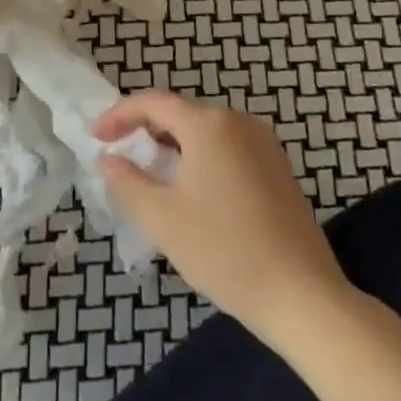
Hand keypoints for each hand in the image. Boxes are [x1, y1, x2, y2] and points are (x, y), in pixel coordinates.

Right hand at [95, 91, 350, 346]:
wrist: (303, 297)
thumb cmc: (224, 251)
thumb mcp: (162, 218)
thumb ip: (127, 182)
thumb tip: (109, 160)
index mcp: (209, 125)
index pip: (153, 103)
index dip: (119, 115)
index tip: (97, 138)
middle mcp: (239, 123)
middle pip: (181, 114)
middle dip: (147, 131)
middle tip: (122, 157)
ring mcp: (265, 145)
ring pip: (206, 132)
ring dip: (174, 146)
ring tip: (152, 176)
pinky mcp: (279, 170)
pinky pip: (228, 149)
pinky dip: (201, 159)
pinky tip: (193, 192)